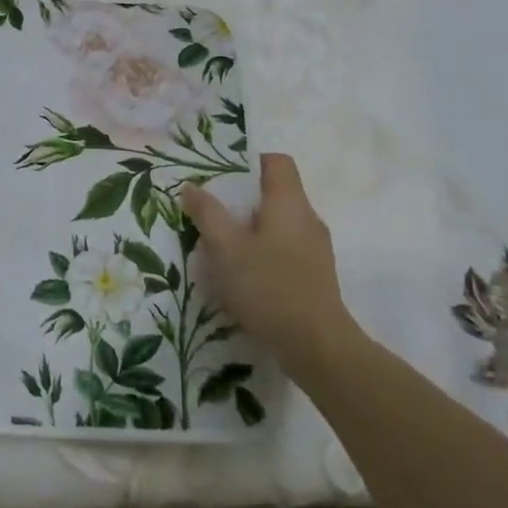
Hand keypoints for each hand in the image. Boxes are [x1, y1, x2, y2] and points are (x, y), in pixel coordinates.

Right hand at [179, 153, 362, 362]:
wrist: (316, 346)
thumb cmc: (268, 286)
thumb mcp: (226, 247)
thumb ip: (207, 213)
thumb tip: (192, 187)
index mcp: (290, 203)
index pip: (276, 162)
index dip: (248, 162)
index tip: (220, 178)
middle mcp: (308, 219)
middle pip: (275, 193)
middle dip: (241, 200)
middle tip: (210, 213)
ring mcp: (315, 249)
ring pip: (278, 224)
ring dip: (250, 230)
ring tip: (220, 247)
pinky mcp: (315, 276)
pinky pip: (285, 250)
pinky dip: (263, 253)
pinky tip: (242, 276)